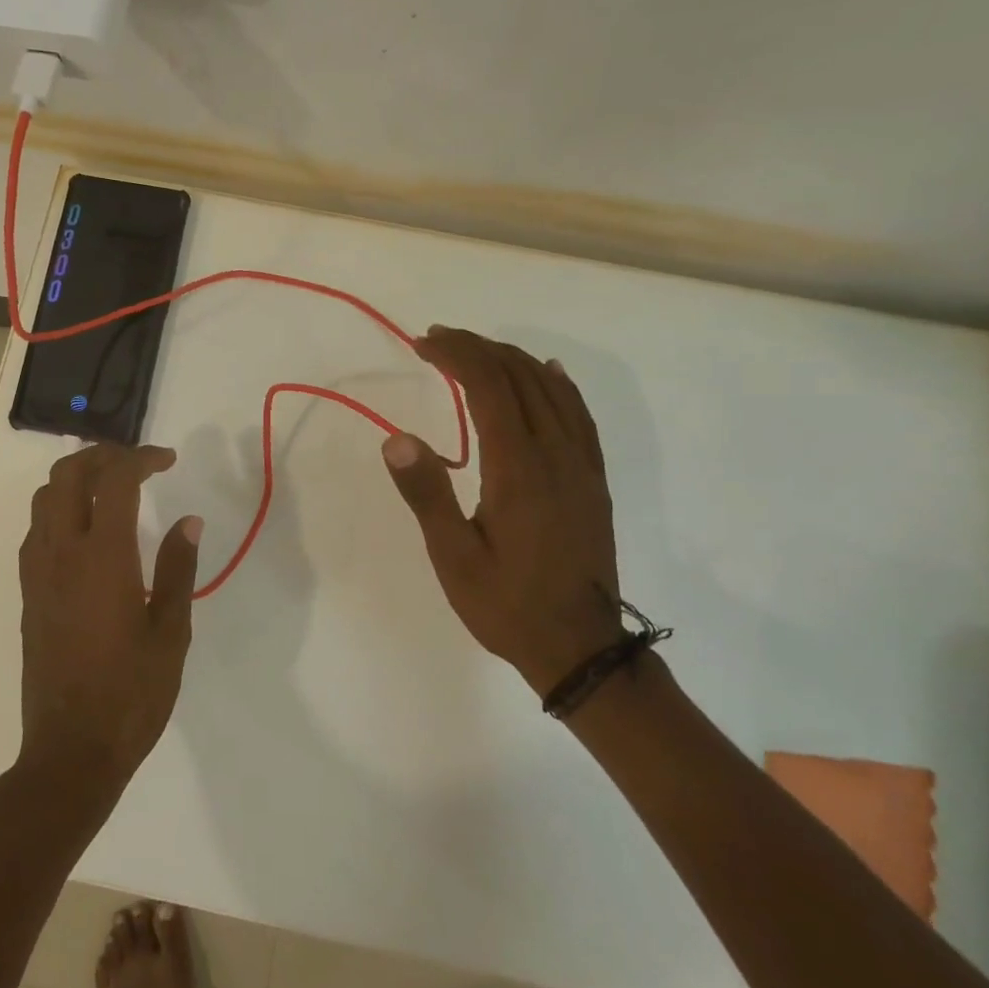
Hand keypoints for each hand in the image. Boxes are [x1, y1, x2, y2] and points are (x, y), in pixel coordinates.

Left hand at [16, 442, 202, 803]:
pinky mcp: (28, 593)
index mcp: (104, 558)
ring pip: (44, 497)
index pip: (116, 480)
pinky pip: (36, 530)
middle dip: (102, 455)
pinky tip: (86, 530)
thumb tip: (188, 521)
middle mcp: (63, 554)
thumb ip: (179, 570)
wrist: (71, 750)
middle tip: (137, 463)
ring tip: (111, 487)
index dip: (142, 458)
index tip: (168, 460)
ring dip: (76, 478)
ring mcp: (38, 573)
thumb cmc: (132, 694)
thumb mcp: (171, 633)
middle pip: (69, 475)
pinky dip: (59, 509)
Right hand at [382, 326, 622, 698]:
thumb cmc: (507, 604)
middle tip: (437, 339)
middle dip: (477, 348)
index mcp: (518, 468)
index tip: (423, 343)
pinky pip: (579, 414)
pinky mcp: (592, 479)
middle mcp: (555, 453)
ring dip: (512, 360)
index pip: (488, 386)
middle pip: (519, 377)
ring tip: (476, 351)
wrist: (580, 647)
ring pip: (550, 389)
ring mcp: (580, 464)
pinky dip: (558, 384)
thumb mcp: (454, 557)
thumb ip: (428, 494)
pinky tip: (547, 374)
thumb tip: (396, 438)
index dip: (456, 354)